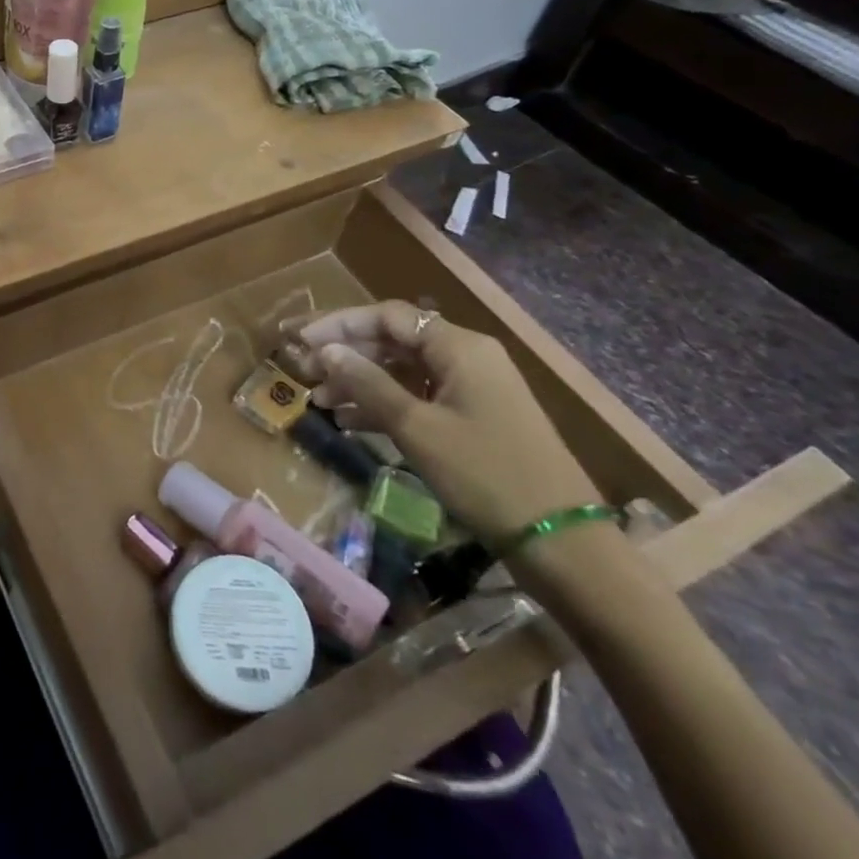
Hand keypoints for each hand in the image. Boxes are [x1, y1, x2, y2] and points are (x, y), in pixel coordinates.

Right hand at [280, 301, 604, 544]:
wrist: (561, 542)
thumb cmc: (485, 474)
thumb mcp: (417, 427)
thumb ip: (367, 384)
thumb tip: (324, 350)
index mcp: (459, 347)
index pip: (386, 317)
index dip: (338, 324)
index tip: (298, 340)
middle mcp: (466, 356)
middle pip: (392, 339)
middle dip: (345, 353)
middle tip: (302, 370)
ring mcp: (471, 388)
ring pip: (401, 369)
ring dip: (358, 380)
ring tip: (317, 399)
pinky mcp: (472, 418)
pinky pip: (416, 396)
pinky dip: (382, 404)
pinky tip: (347, 422)